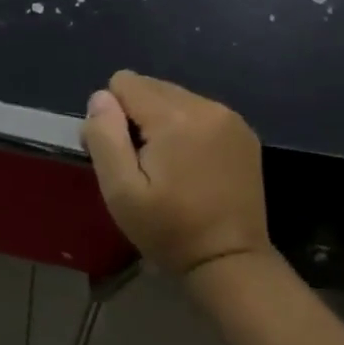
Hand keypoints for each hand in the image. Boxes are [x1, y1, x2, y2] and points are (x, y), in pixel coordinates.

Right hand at [81, 71, 270, 275]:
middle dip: (136, 116)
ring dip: (161, 122)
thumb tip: (100, 97)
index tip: (122, 154)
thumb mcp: (120, 190)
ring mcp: (230, 118)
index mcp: (175, 117)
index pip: (124, 83)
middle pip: (149, 86)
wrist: (230, 261)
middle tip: (141, 163)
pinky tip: (189, 165)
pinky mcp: (243, 133)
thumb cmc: (168, 229)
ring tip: (166, 166)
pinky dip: (185, 129)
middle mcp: (206, 106)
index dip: (112, 116)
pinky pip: (197, 111)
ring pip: (173, 97)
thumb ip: (104, 136)